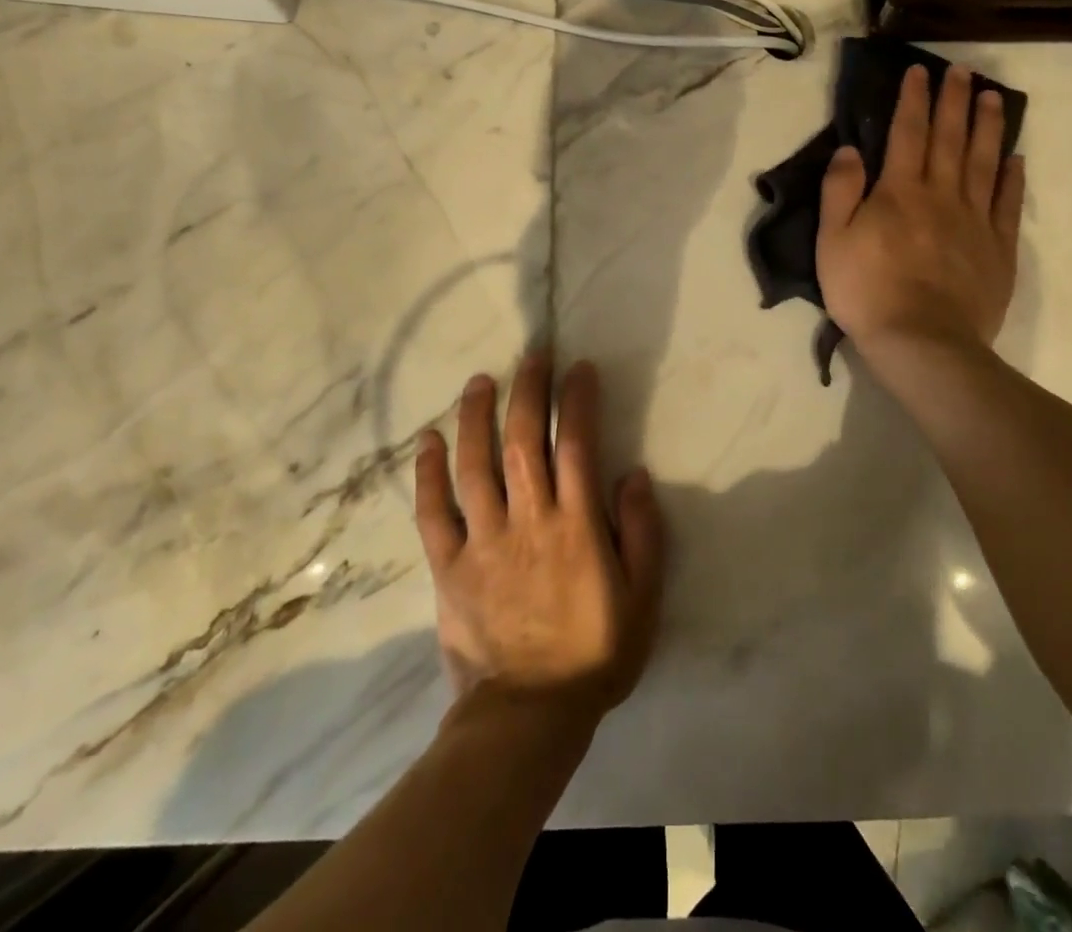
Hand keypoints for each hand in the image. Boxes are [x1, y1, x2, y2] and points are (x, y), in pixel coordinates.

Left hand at [414, 356, 666, 721]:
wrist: (528, 717)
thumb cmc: (595, 654)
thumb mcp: (643, 598)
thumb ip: (643, 533)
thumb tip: (634, 474)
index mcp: (576, 526)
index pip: (576, 445)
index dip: (577, 400)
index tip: (579, 368)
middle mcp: (527, 521)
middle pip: (523, 441)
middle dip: (527, 391)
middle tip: (532, 355)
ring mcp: (483, 542)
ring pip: (475, 465)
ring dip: (476, 417)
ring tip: (479, 381)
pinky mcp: (449, 567)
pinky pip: (433, 514)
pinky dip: (428, 475)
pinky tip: (428, 441)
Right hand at [816, 63, 1025, 372]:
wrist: (922, 342)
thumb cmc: (867, 291)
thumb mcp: (832, 241)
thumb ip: (840, 191)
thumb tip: (850, 149)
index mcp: (899, 191)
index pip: (907, 133)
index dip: (913, 99)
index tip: (921, 71)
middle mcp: (941, 195)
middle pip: (950, 138)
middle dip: (954, 101)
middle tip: (963, 70)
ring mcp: (975, 220)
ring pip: (983, 162)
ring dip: (988, 127)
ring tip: (994, 98)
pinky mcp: (997, 248)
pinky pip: (1007, 204)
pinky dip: (1012, 178)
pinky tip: (1015, 158)